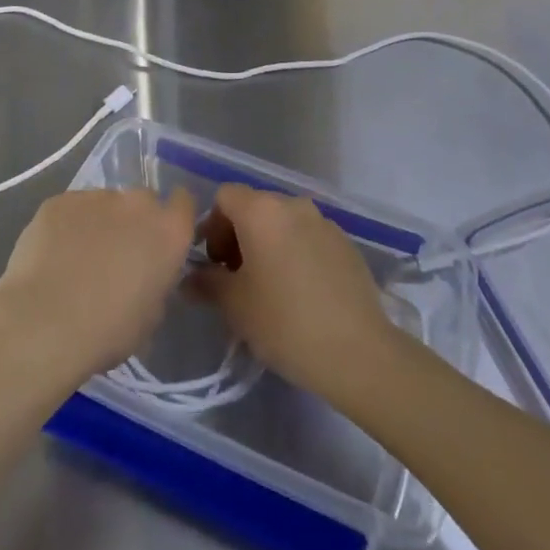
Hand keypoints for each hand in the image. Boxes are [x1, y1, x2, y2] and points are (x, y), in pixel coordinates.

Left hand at [0, 187, 197, 386]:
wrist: (43, 324)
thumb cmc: (107, 331)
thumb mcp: (150, 317)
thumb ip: (155, 282)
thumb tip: (143, 274)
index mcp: (168, 231)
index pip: (184, 203)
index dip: (173, 218)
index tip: (160, 240)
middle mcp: (136, 204)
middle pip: (142, 202)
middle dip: (133, 222)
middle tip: (116, 256)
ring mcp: (95, 197)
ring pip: (104, 205)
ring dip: (99, 224)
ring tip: (76, 260)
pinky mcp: (59, 201)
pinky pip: (71, 210)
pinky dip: (66, 227)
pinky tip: (52, 257)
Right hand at [190, 183, 400, 402]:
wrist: (359, 352)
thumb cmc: (285, 322)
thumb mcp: (235, 306)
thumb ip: (207, 283)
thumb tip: (190, 277)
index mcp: (262, 211)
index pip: (225, 197)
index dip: (212, 225)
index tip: (215, 262)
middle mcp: (293, 205)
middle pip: (255, 206)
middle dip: (239, 235)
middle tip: (237, 277)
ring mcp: (324, 222)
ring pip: (284, 222)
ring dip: (269, 243)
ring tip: (270, 286)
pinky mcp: (346, 243)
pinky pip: (309, 237)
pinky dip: (296, 252)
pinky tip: (301, 291)